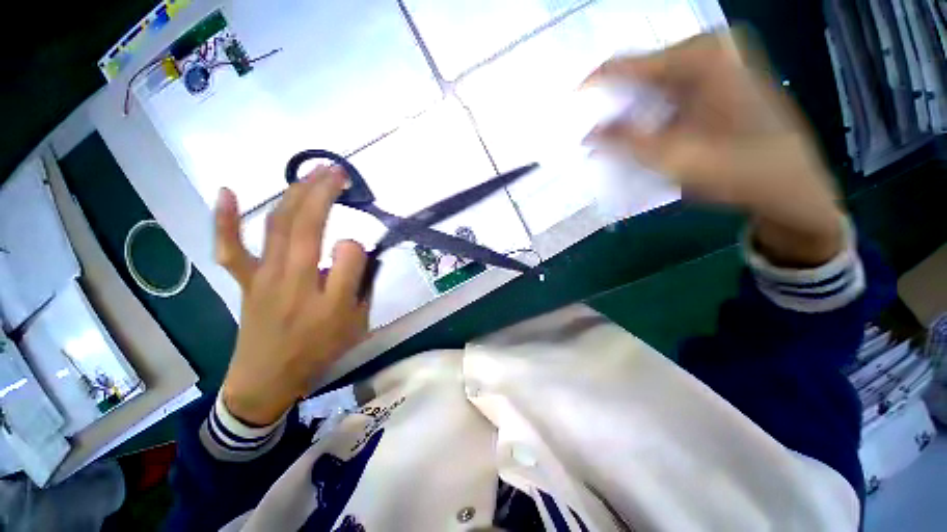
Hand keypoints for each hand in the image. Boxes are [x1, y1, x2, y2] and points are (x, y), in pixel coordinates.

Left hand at [214, 166, 368, 425]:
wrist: (267, 379)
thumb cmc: (317, 352)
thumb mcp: (354, 324)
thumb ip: (359, 284)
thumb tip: (354, 249)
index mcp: (324, 295)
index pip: (347, 252)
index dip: (358, 247)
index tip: (361, 252)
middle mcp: (290, 277)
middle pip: (306, 224)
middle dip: (324, 191)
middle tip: (340, 171)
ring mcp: (262, 275)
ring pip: (277, 225)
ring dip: (295, 193)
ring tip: (312, 173)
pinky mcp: (245, 279)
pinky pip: (230, 247)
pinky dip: (226, 219)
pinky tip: (229, 191)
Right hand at [584, 30, 843, 265]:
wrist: (789, 182)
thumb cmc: (735, 169)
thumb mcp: (670, 158)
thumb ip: (623, 142)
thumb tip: (587, 134)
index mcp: (699, 57)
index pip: (627, 63)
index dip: (593, 86)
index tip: (569, 107)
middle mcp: (709, 47)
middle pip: (641, 72)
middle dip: (614, 104)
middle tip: (593, 132)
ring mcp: (720, 60)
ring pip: (655, 83)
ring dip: (632, 111)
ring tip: (614, 137)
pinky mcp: (723, 76)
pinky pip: (673, 88)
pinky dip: (652, 111)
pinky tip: (644, 133)